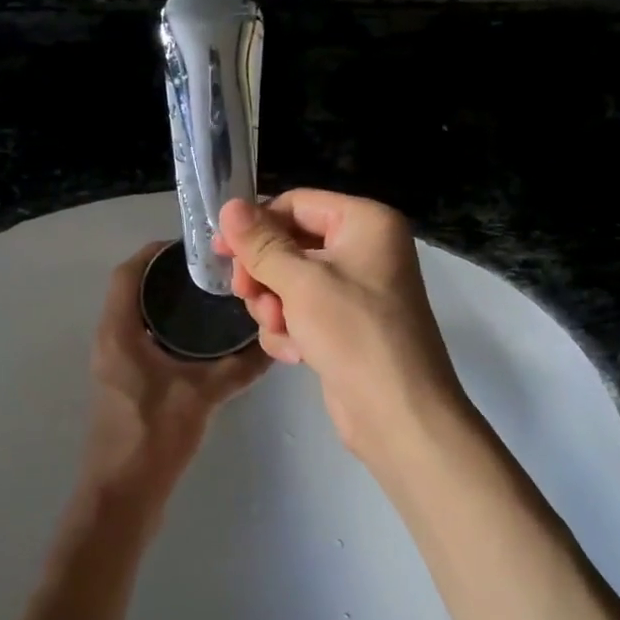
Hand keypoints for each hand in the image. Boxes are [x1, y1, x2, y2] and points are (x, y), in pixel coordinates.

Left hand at [84, 242, 270, 512]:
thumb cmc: (154, 435)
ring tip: (212, 297)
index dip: (155, 253)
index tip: (193, 246)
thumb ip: (240, 367)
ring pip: (138, 316)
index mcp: (118, 331)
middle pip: (134, 290)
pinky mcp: (124, 383)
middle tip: (212, 270)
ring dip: (168, 303)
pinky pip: (143, 339)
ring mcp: (114, 363)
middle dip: (169, 276)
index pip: (128, 273)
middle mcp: (110, 340)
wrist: (122, 496)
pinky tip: (201, 339)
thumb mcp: (203, 395)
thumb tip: (275, 343)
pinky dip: (167, 328)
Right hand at [214, 192, 467, 465]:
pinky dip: (290, 330)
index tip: (220, 250)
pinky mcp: (344, 325)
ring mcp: (354, 290)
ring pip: (289, 281)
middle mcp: (363, 249)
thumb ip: (261, 244)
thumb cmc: (354, 334)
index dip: (256, 225)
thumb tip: (228, 206)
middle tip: (246, 295)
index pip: (296, 204)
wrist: (399, 415)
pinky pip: (301, 311)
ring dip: (274, 306)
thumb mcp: (301, 283)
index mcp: (365, 223)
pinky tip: (295, 354)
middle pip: (290, 244)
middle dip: (265, 274)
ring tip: (279, 330)